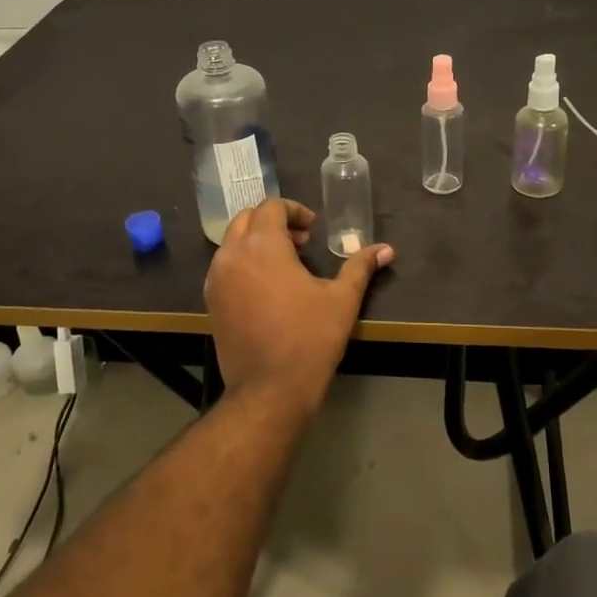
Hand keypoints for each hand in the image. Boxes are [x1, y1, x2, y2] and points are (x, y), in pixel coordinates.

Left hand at [205, 199, 394, 417]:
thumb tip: (386, 249)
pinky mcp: (211, 302)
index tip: (313, 229)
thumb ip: (360, 267)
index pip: (271, 207)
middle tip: (300, 242)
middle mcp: (232, 255)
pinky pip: (224, 267)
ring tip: (285, 264)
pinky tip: (266, 286)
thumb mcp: (342, 299)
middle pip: (245, 219)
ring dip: (255, 241)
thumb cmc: (310, 338)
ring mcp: (217, 279)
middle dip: (273, 222)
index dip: (294, 210)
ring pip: (231, 242)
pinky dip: (243, 262)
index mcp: (263, 245)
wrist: (270, 389)